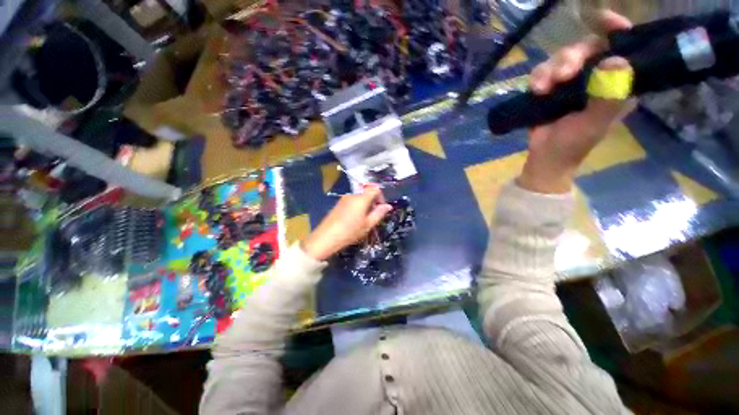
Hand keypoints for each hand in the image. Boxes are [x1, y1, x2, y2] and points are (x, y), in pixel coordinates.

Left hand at [302, 186, 391, 260]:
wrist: (326, 237)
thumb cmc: (350, 231)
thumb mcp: (368, 224)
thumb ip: (379, 213)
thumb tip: (388, 206)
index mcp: (361, 198)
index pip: (375, 189)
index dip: (381, 197)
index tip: (381, 209)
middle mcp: (353, 194)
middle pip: (367, 191)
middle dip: (374, 201)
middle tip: (374, 215)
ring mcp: (344, 198)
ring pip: (360, 196)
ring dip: (366, 203)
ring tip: (364, 218)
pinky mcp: (339, 203)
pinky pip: (353, 199)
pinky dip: (358, 205)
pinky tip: (355, 218)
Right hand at [519, 10, 636, 193]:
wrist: (545, 158)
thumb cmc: (573, 144)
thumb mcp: (594, 123)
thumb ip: (609, 96)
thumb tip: (616, 61)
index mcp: (617, 84)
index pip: (623, 49)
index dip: (616, 31)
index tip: (604, 20)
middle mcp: (596, 77)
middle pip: (587, 48)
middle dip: (573, 56)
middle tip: (563, 74)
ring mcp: (571, 82)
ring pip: (562, 58)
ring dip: (551, 69)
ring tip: (543, 88)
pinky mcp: (550, 88)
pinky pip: (543, 71)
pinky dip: (538, 77)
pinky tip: (536, 90)